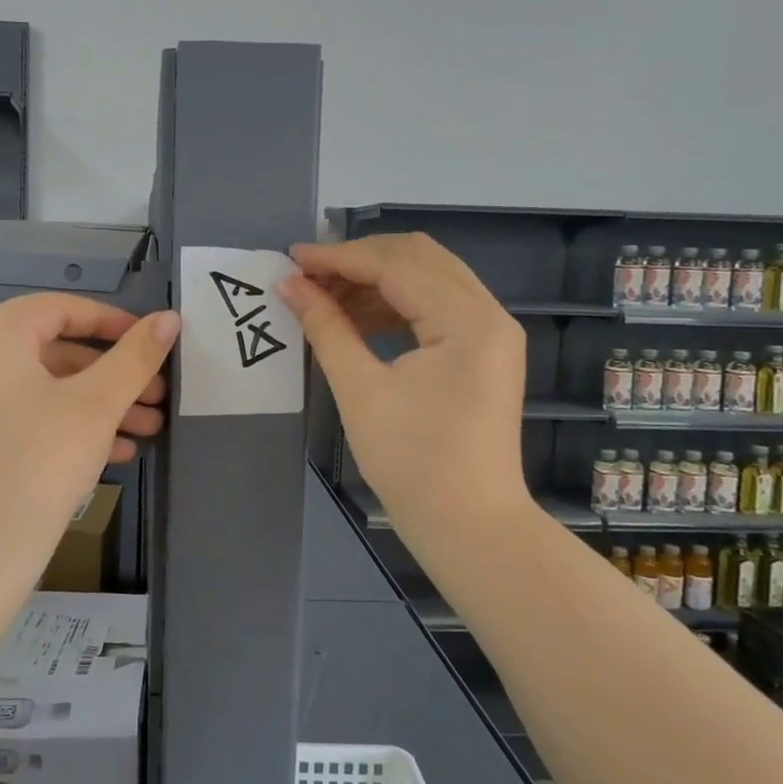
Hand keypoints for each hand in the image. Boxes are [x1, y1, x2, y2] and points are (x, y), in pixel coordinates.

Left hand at [0, 294, 179, 577]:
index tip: (153, 342)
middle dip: (113, 374)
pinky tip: (117, 450)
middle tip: (159, 394)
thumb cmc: (40, 463)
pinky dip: (69, 424)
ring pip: (45, 387)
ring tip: (150, 427)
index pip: (61, 309)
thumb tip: (169, 318)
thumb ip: (136, 356)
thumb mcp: (97, 405)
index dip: (113, 322)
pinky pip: (26, 414)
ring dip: (99, 403)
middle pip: (55, 350)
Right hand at [278, 234, 529, 533]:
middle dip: (358, 260)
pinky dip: (395, 303)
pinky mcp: (484, 351)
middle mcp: (489, 314)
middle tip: (308, 274)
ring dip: (375, 279)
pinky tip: (357, 318)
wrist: (470, 527)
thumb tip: (290, 285)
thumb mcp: (360, 390)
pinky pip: (437, 305)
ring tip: (324, 297)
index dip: (339, 257)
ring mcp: (492, 332)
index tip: (291, 257)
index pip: (396, 265)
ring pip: (428, 277)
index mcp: (467, 321)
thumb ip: (326, 327)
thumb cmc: (412, 463)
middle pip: (418, 257)